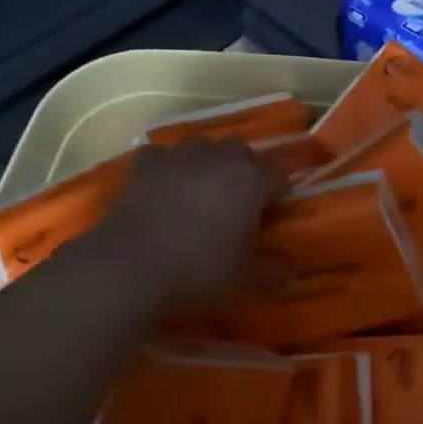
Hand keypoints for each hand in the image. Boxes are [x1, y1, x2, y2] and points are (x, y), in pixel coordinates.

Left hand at [74, 138, 286, 314]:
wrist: (128, 267)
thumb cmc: (197, 271)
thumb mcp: (242, 279)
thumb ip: (270, 273)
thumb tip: (294, 278)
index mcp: (251, 181)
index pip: (278, 175)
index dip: (279, 192)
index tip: (274, 211)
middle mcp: (219, 159)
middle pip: (240, 149)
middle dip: (243, 166)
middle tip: (238, 196)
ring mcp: (179, 157)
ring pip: (201, 143)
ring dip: (205, 158)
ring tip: (201, 184)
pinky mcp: (144, 166)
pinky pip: (160, 154)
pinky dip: (165, 164)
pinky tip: (163, 182)